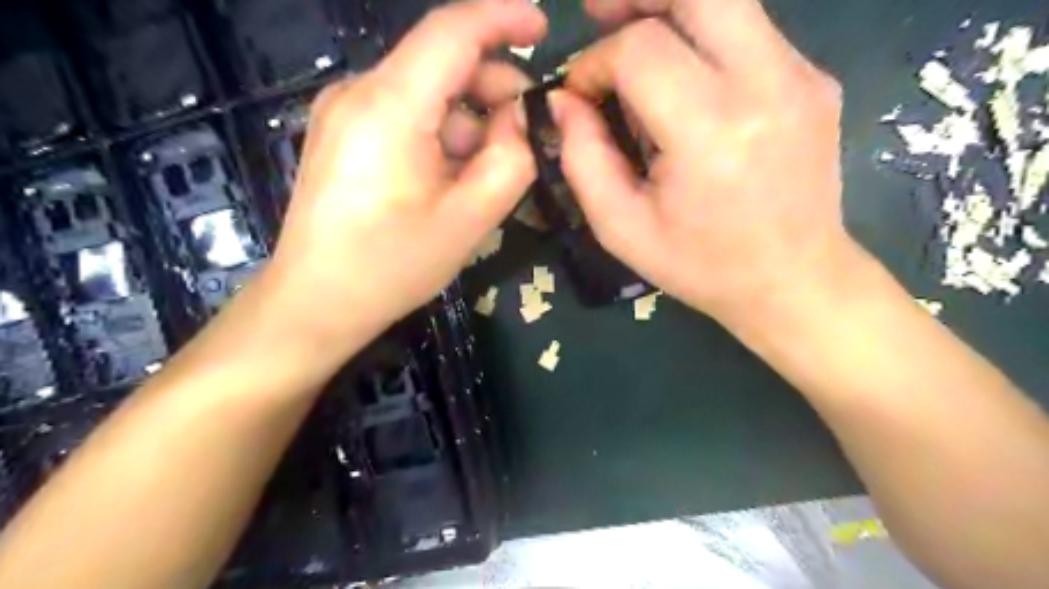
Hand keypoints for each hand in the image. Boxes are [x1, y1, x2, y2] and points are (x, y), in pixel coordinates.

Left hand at [267, 1, 545, 353]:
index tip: (543, 29)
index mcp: (390, 106)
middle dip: (492, 91)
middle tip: (523, 139)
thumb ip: (511, 159)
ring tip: (482, 176)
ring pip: (426, 92)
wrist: (316, 302)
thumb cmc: (392, 266)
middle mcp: (359, 92)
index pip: (453, 31)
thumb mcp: (470, 219)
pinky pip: (405, 114)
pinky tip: (448, 178)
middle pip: (441, 62)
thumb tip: (522, 117)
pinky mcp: (342, 132)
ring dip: (467, 122)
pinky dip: (440, 134)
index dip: (503, 19)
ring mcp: (344, 111)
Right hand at [556, 0, 849, 329]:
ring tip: (632, 36)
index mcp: (712, 132)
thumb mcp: (622, 228)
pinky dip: (703, 38)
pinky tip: (683, 78)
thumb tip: (563, 102)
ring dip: (671, 9)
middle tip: (600, 15)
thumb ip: (583, 159)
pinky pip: (749, 32)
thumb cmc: (701, 266)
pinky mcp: (814, 79)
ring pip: (728, 0)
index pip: (642, 50)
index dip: (596, 61)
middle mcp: (767, 85)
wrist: (793, 280)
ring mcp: (801, 75)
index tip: (580, 95)